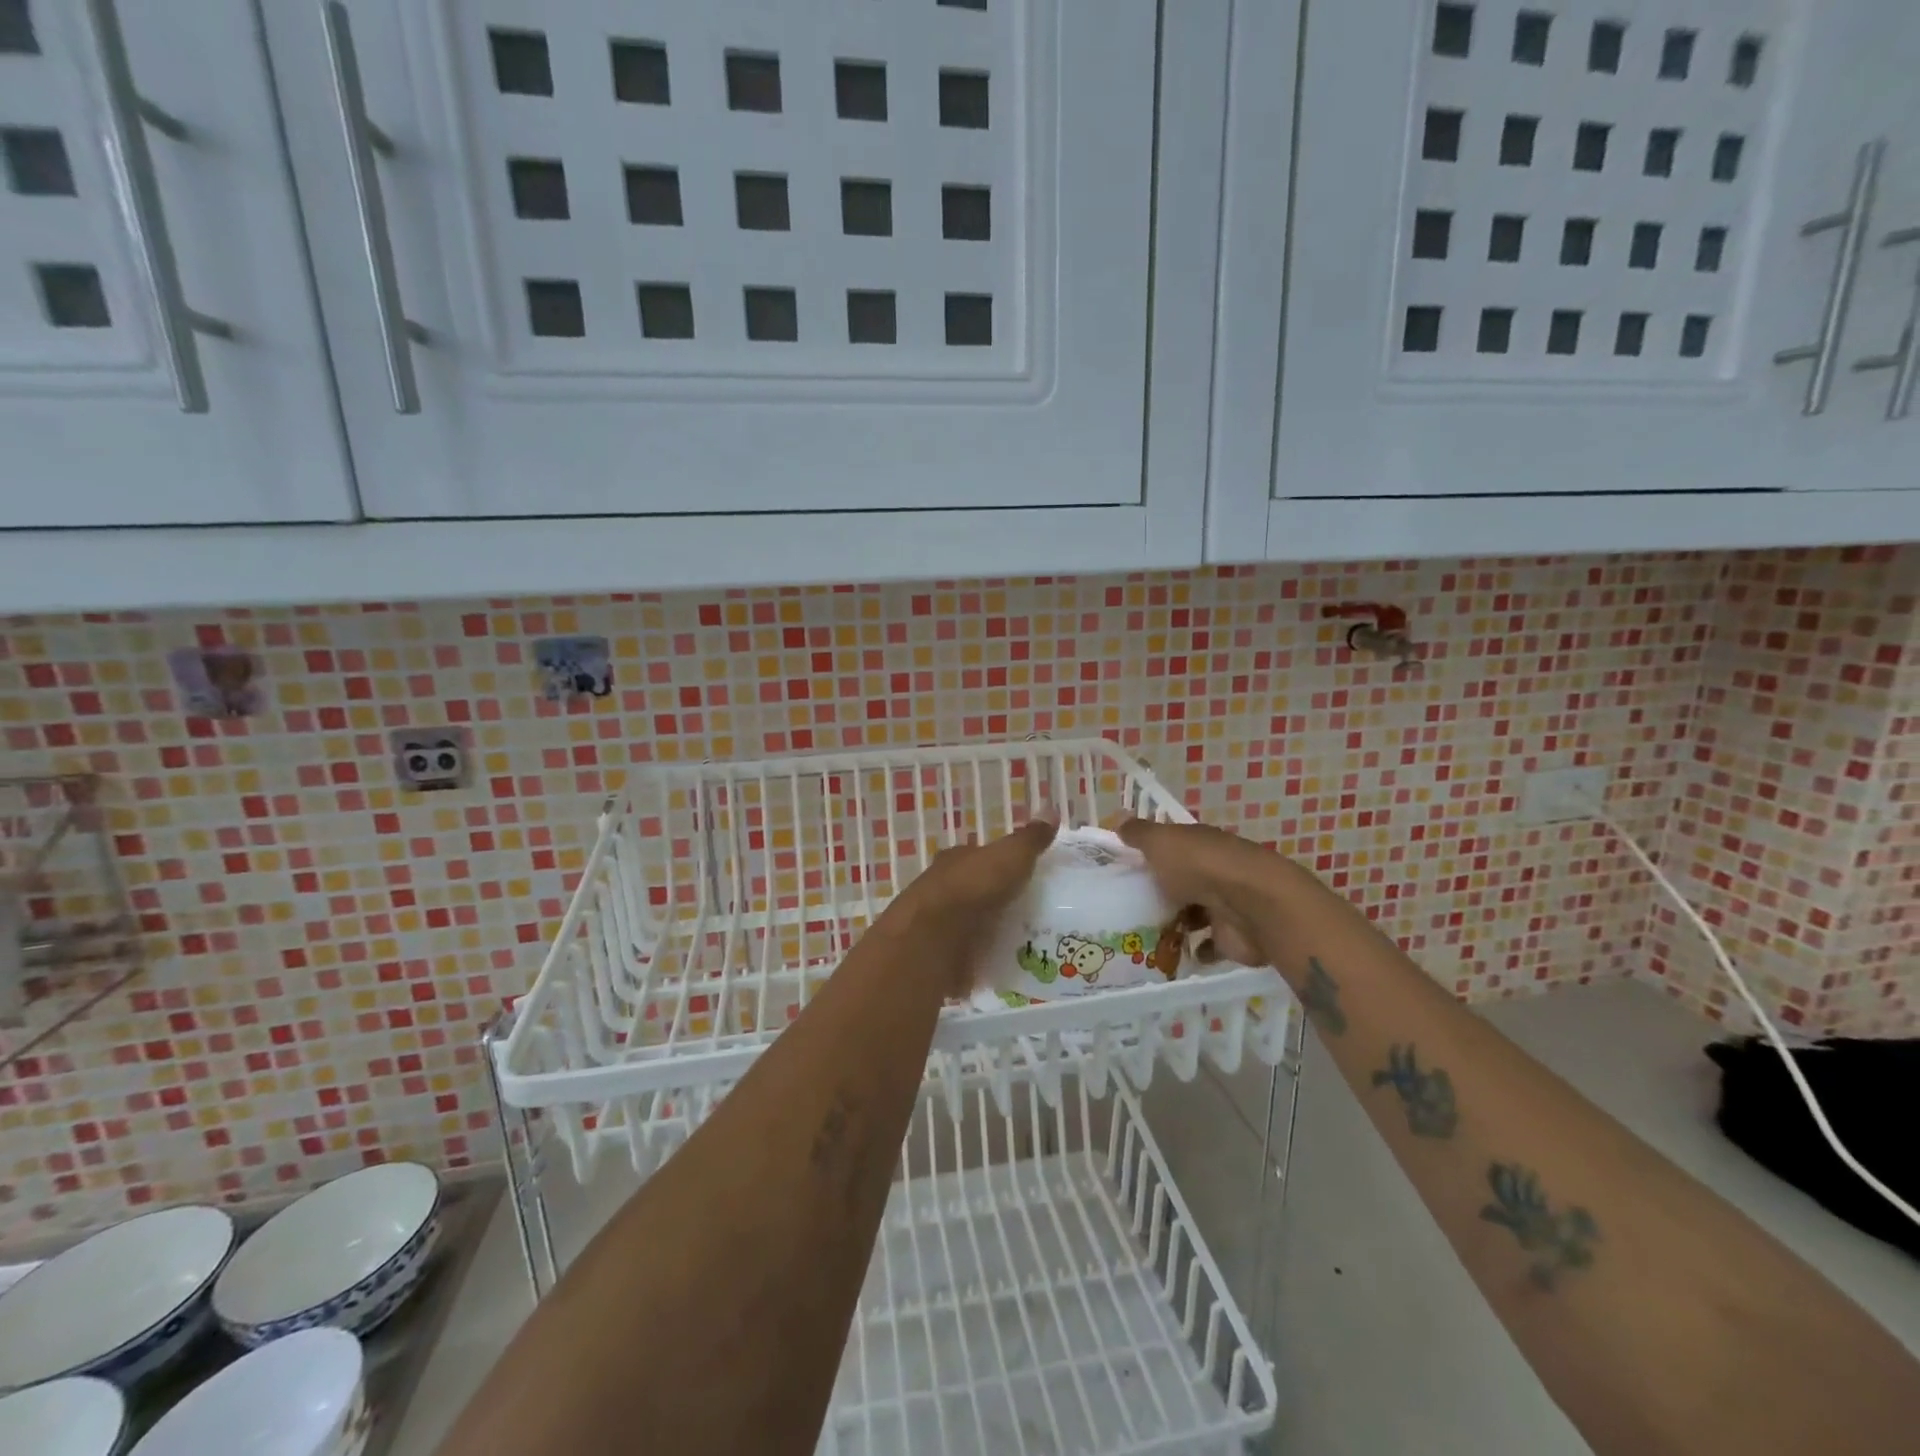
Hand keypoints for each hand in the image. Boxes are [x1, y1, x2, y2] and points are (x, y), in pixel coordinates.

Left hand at [881, 817, 1058, 996]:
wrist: (934, 939)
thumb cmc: (973, 888)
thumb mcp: (1010, 856)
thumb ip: (1030, 838)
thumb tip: (1052, 808)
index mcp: (956, 860)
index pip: (979, 857)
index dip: (999, 863)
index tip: (1024, 874)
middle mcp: (942, 888)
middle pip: (975, 891)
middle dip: (998, 900)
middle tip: (1033, 913)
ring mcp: (939, 925)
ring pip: (970, 925)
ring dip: (991, 932)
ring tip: (1027, 943)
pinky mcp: (940, 957)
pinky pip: (967, 957)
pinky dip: (983, 960)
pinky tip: (1007, 967)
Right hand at [1116, 818, 1281, 967]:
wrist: (1251, 905)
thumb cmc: (1200, 866)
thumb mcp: (1161, 842)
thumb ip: (1139, 833)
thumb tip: (1119, 819)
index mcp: (1199, 844)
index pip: (1174, 846)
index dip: (1153, 854)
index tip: (1126, 869)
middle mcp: (1214, 871)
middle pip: (1184, 881)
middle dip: (1163, 892)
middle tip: (1127, 907)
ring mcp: (1225, 905)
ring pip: (1196, 913)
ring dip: (1177, 922)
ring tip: (1142, 934)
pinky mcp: (1232, 937)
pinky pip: (1209, 944)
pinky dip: (1195, 949)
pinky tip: (1171, 955)